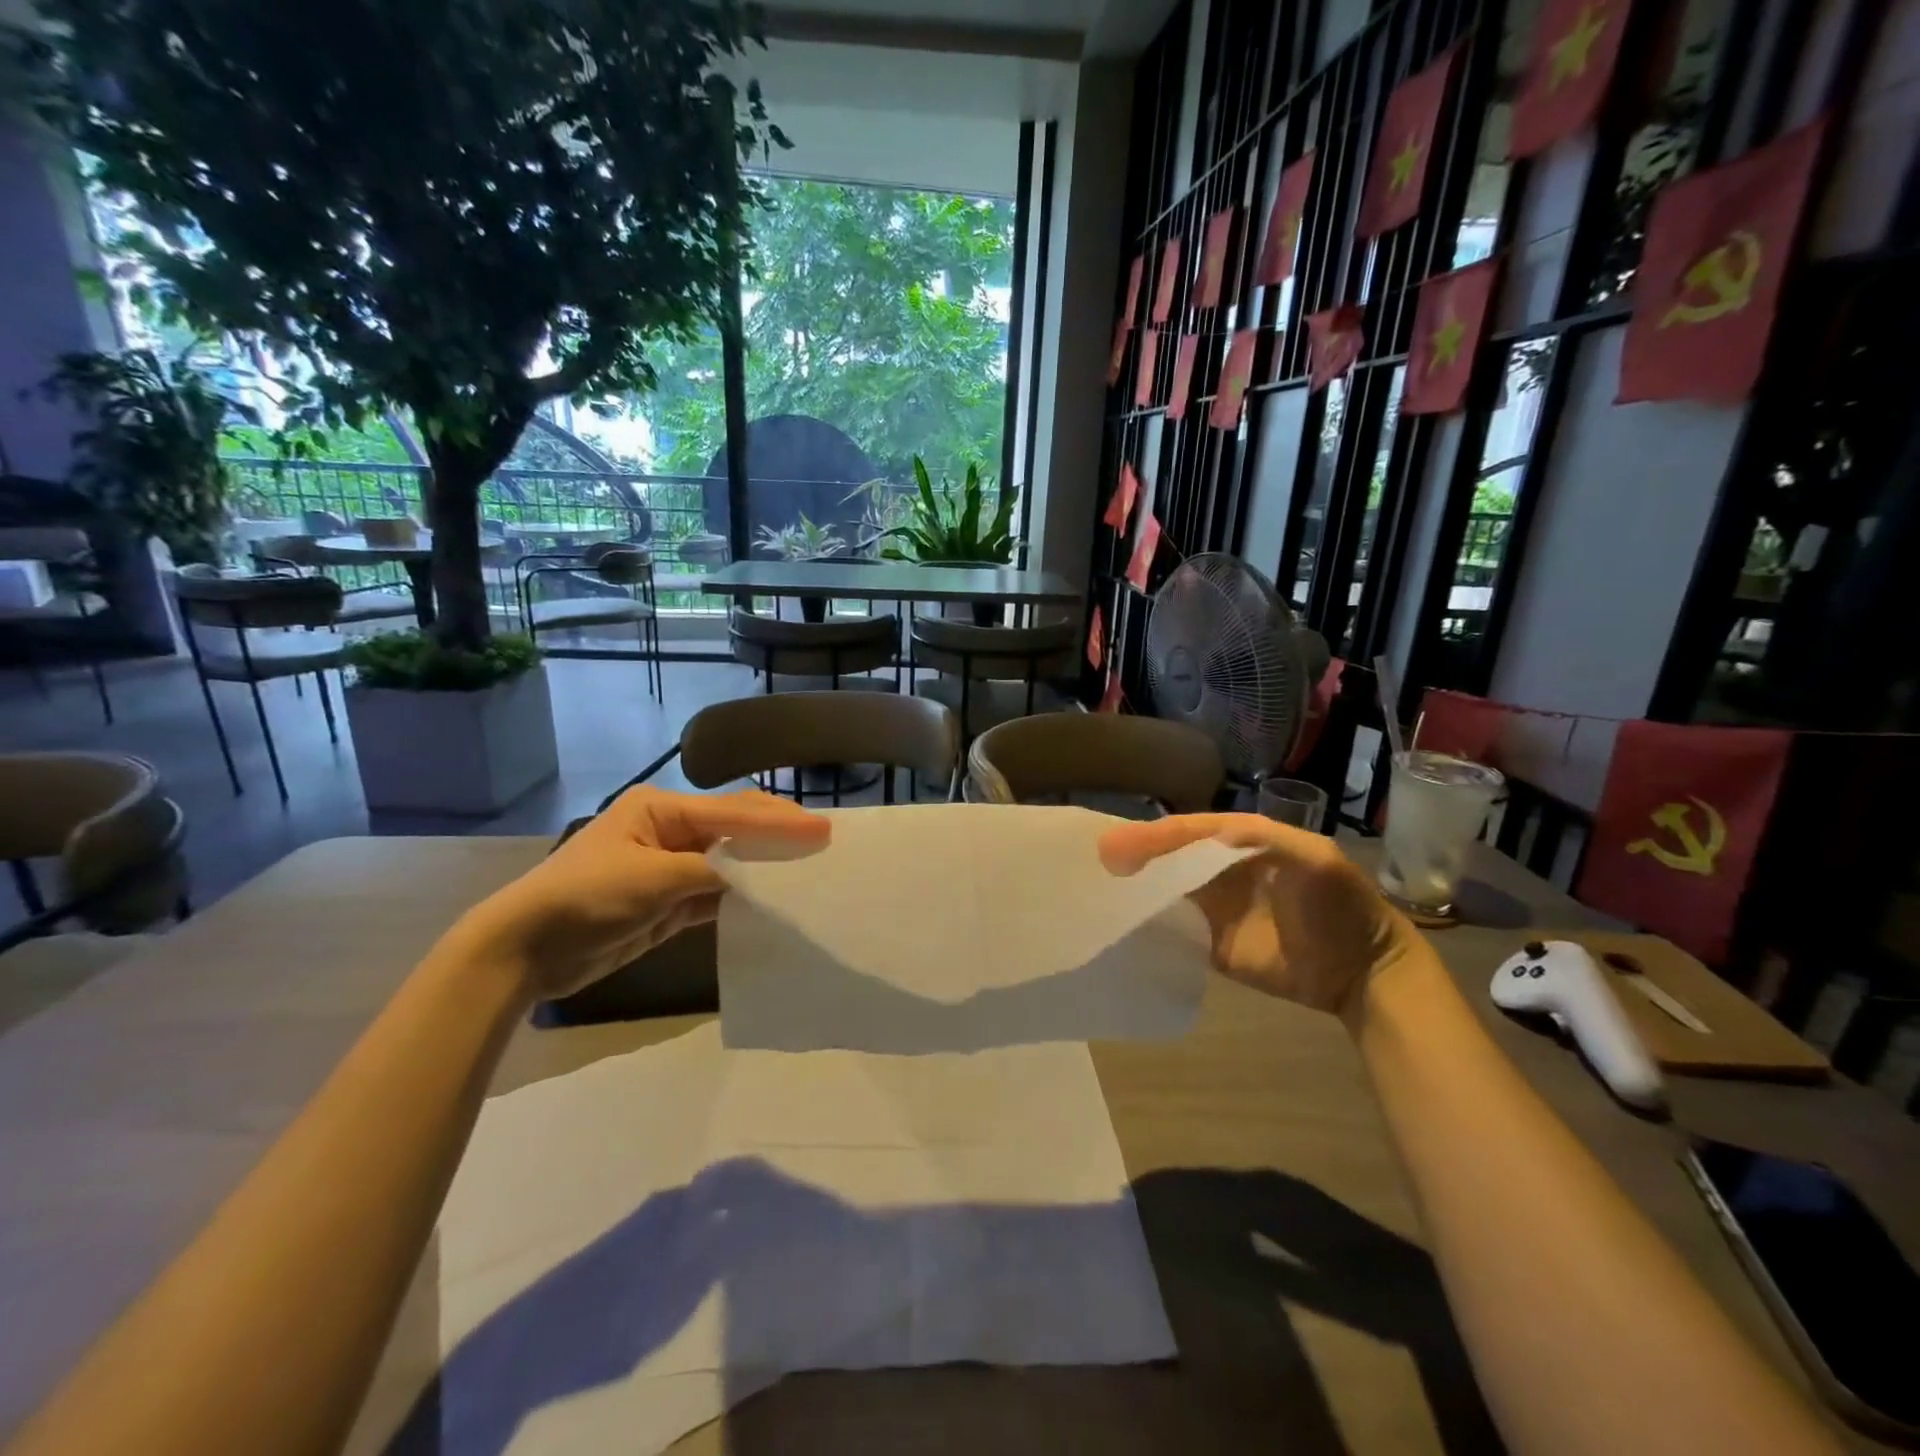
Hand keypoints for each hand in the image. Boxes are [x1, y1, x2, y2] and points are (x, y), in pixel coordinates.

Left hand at [449, 787, 829, 999]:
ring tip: (807, 871)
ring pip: (729, 863)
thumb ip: (710, 873)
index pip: (733, 812)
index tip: (822, 830)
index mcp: (661, 809)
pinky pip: (715, 894)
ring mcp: (670, 868)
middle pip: (735, 830)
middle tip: (823, 843)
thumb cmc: (585, 897)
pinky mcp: (668, 903)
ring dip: (763, 868)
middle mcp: (670, 831)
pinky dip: (742, 898)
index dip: (779, 821)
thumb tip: (758, 878)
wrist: (526, 949)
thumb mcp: (651, 878)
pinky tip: (771, 902)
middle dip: (776, 836)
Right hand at [1099, 814, 1413, 1022]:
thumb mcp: (1313, 860)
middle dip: (1134, 855)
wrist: (1362, 970)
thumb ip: (1262, 840)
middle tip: (1098, 861)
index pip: (1187, 831)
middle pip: (1167, 856)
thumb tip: (1204, 830)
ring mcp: (1212, 906)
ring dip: (1133, 887)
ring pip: (1162, 889)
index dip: (1155, 835)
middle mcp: (1218, 868)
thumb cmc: (1339, 905)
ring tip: (1096, 887)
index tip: (1120, 846)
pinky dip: (1146, 924)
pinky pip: (1171, 928)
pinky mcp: (1208, 943)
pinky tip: (1120, 923)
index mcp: (1238, 841)